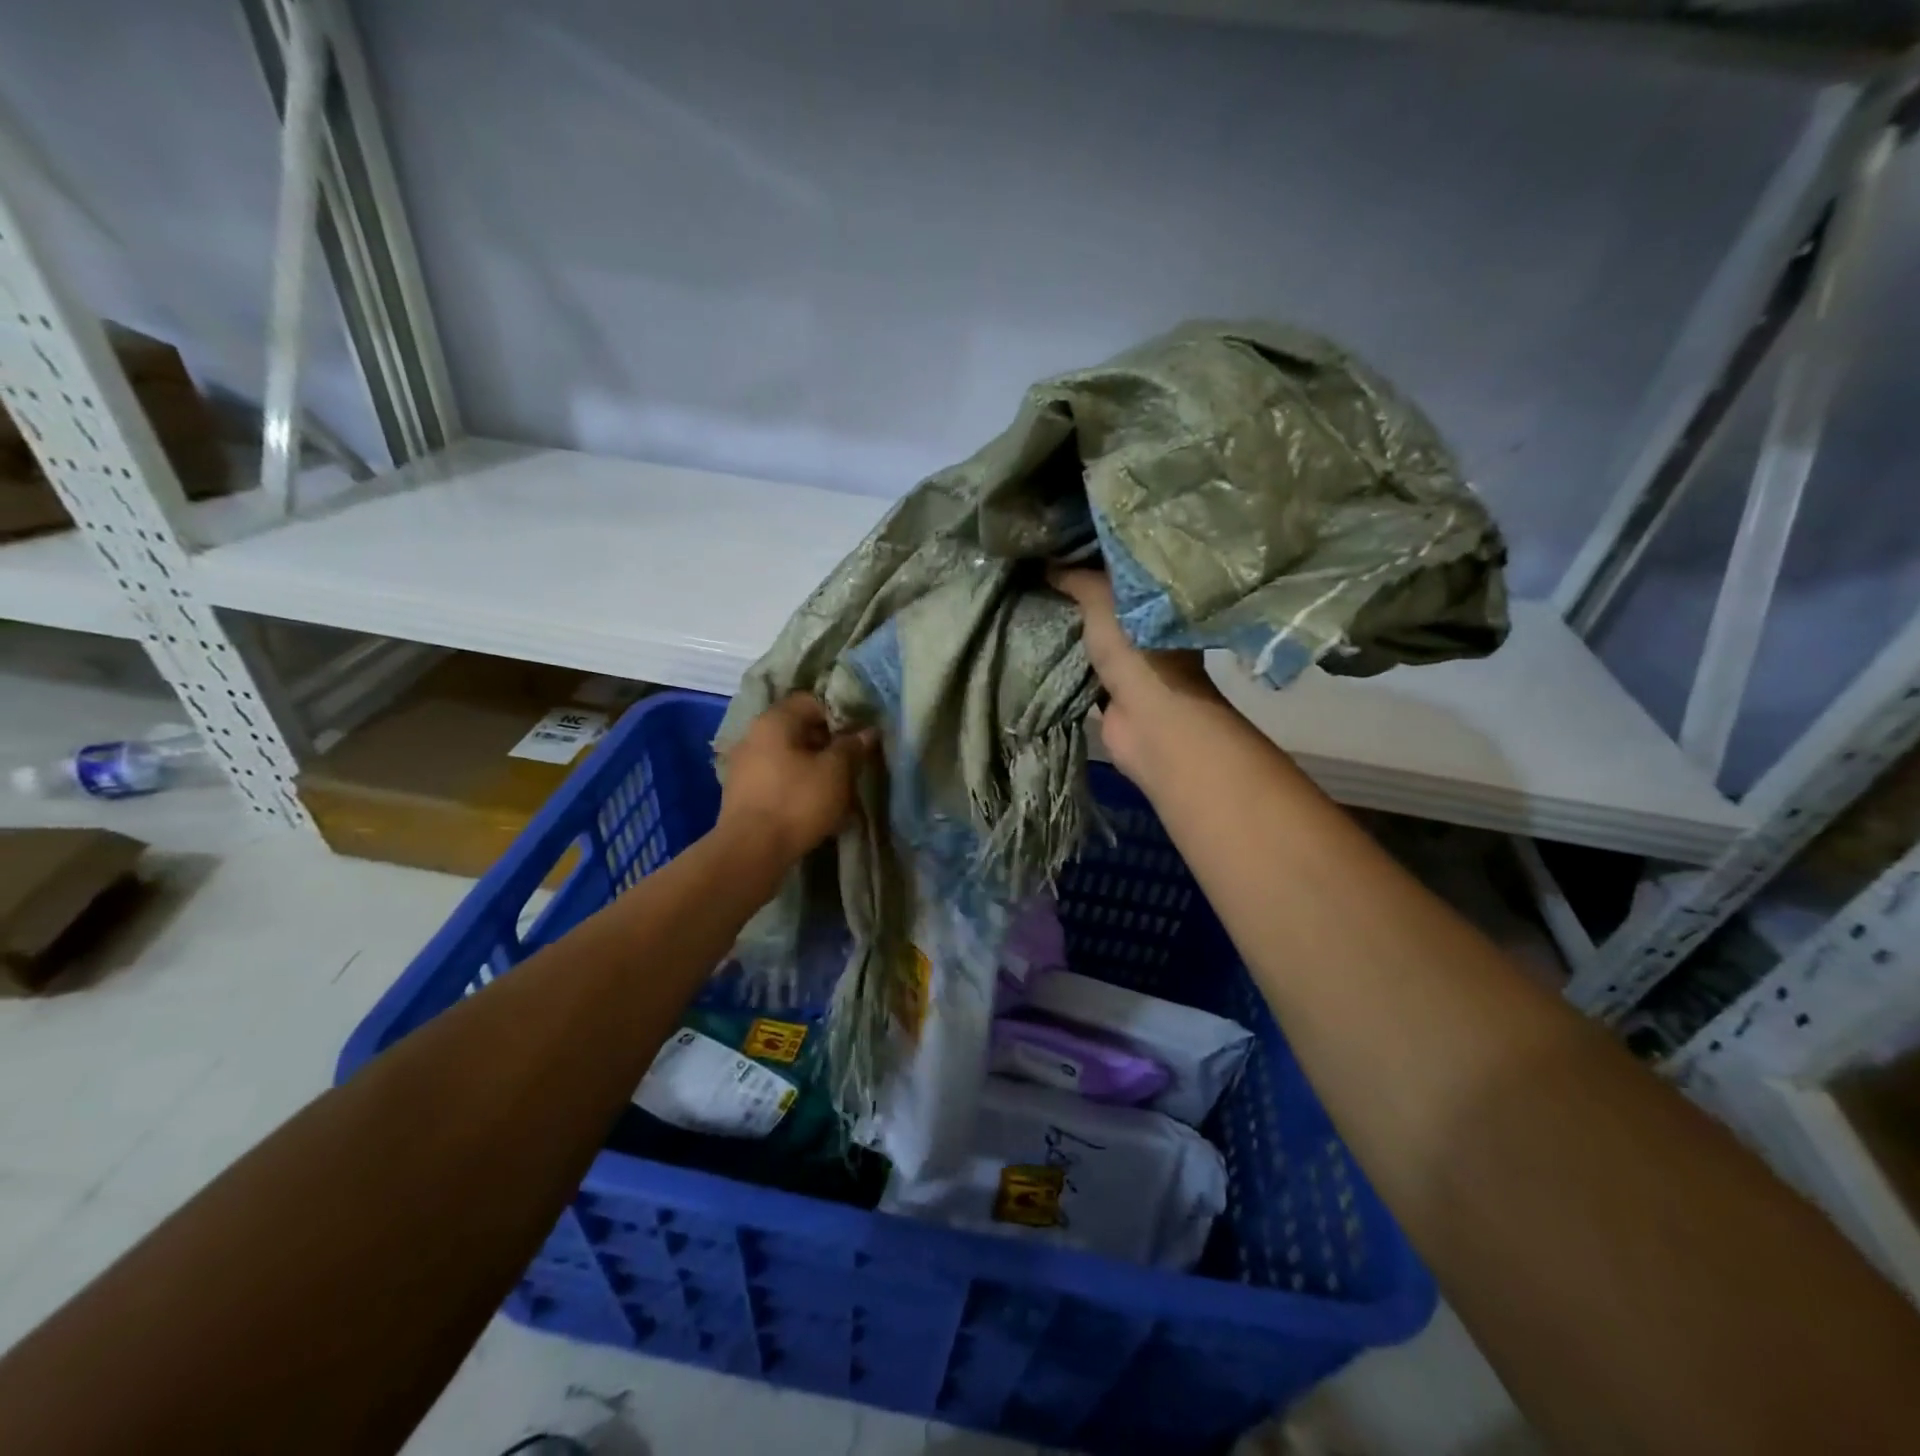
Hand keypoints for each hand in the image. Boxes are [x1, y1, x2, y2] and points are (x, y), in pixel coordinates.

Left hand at [718, 693, 877, 864]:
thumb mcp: (836, 771)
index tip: (859, 735)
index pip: (812, 701)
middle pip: (799, 728)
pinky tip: (815, 804)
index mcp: (775, 720)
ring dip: (814, 766)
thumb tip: (868, 732)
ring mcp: (744, 765)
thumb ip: (852, 746)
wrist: (751, 852)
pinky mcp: (742, 793)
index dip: (840, 714)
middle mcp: (754, 734)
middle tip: (853, 762)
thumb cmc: (797, 801)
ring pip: (789, 755)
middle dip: (828, 743)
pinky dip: (797, 784)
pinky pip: (778, 778)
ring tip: (838, 787)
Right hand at [1050, 566, 1224, 785]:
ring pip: (1090, 633)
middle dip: (1070, 590)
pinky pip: (1080, 664)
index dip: (1086, 555)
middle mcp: (1144, 621)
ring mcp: (1129, 657)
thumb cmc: (1134, 646)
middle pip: (1101, 599)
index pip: (1116, 565)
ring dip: (1064, 626)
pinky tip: (1033, 644)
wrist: (1147, 717)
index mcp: (1153, 593)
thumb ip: (1075, 577)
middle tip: (1029, 575)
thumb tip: (1046, 562)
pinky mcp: (1111, 687)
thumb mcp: (1101, 597)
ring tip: (1024, 606)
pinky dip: (1062, 657)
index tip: (1052, 546)